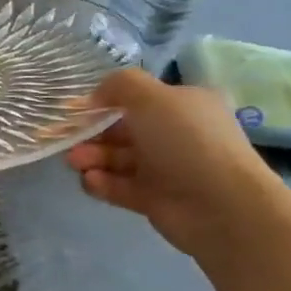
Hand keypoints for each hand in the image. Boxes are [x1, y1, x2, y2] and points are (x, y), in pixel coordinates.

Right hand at [66, 67, 284, 255]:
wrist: (220, 206)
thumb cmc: (186, 141)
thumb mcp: (151, 96)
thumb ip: (118, 85)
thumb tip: (95, 97)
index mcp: (183, 106)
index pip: (138, 99)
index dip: (104, 102)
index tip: (74, 110)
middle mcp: (174, 134)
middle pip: (122, 130)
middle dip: (92, 134)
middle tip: (69, 141)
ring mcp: (164, 168)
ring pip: (117, 159)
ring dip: (92, 158)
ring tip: (76, 163)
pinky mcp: (153, 198)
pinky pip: (119, 186)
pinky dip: (101, 183)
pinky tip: (91, 181)